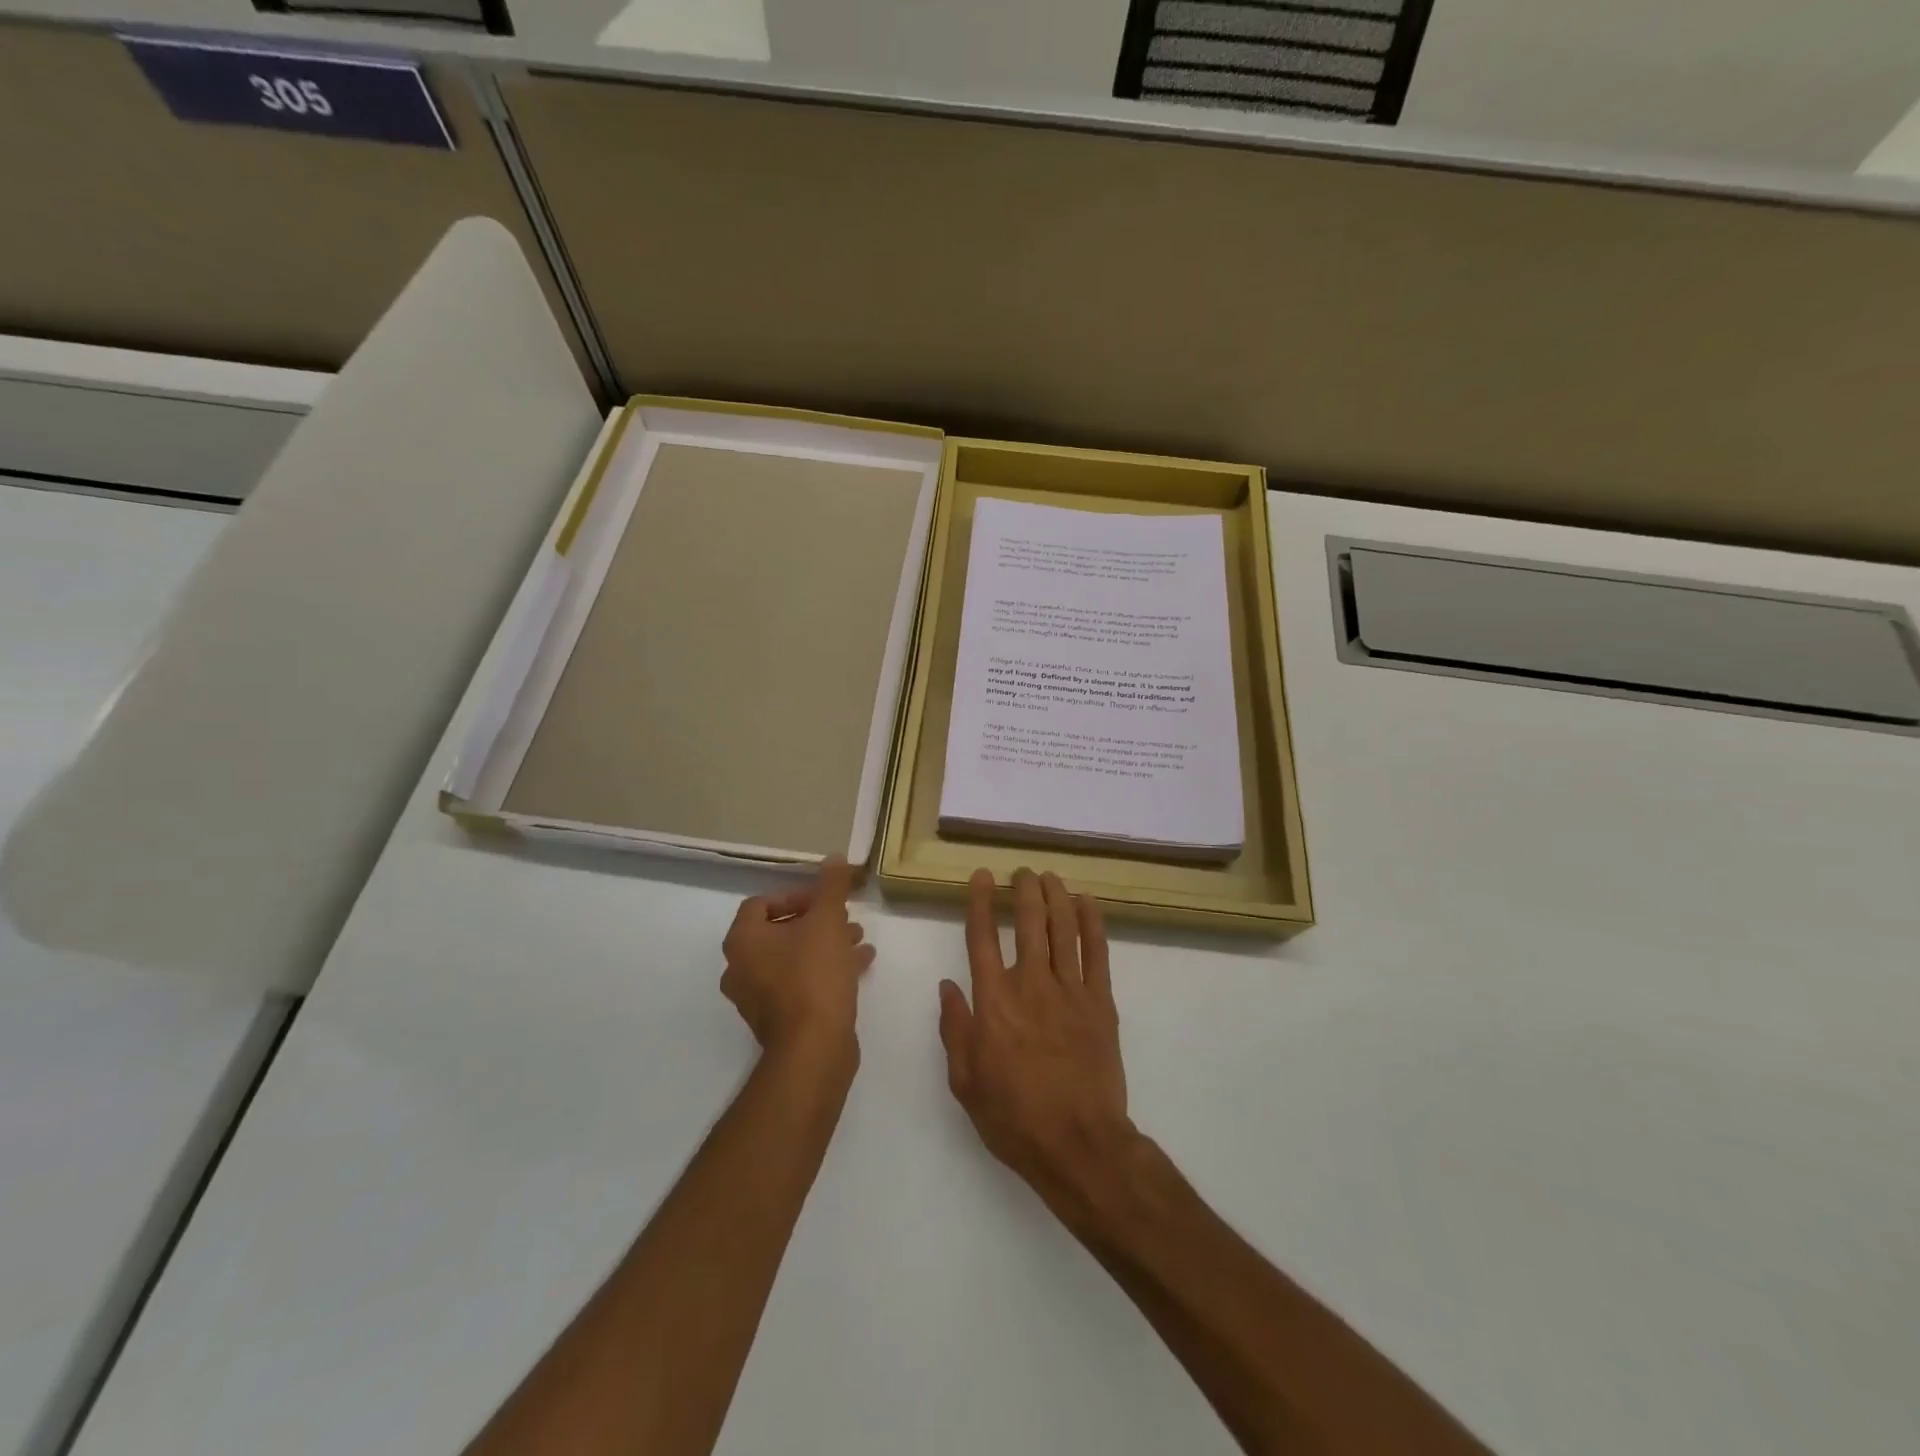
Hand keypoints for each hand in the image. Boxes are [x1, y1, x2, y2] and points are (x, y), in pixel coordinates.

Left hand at [722, 857, 873, 1064]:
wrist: (814, 1048)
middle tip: (846, 918)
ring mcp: (756, 998)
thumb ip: (831, 886)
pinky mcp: (777, 1020)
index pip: (761, 903)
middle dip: (817, 921)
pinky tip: (859, 966)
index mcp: (743, 941)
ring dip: (825, 945)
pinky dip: (824, 970)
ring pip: (792, 958)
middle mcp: (741, 968)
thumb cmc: (814, 976)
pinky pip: (799, 983)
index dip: (796, 894)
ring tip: (858, 941)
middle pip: (779, 931)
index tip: (826, 899)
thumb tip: (834, 856)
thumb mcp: (828, 921)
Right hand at [938, 867, 1136, 1224]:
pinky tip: (1086, 903)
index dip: (981, 902)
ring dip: (1055, 896)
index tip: (982, 876)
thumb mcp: (965, 1082)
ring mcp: (1070, 991)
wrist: (1079, 1145)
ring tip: (1049, 877)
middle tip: (1022, 872)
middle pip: (1029, 923)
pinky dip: (1092, 923)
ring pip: (1063, 929)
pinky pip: (1098, 952)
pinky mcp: (1101, 1003)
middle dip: (1024, 890)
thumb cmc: (1014, 1118)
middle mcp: (1031, 985)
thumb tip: (947, 986)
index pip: (982, 938)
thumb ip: (954, 1029)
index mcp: (993, 1003)